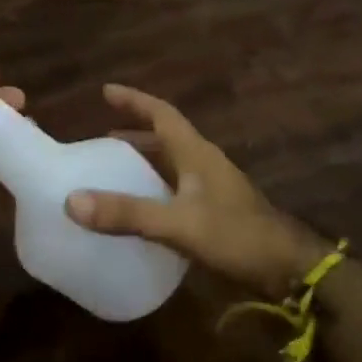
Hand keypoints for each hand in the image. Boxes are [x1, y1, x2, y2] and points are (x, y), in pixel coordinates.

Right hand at [64, 84, 328, 298]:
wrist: (288, 269)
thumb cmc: (236, 235)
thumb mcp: (178, 223)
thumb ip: (128, 213)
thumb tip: (72, 201)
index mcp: (196, 153)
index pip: (161, 114)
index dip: (134, 100)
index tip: (105, 91)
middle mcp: (203, 163)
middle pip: (164, 138)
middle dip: (133, 134)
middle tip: (99, 141)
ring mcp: (212, 188)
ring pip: (171, 165)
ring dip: (144, 163)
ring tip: (113, 172)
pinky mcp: (215, 212)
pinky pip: (176, 190)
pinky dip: (154, 190)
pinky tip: (141, 210)